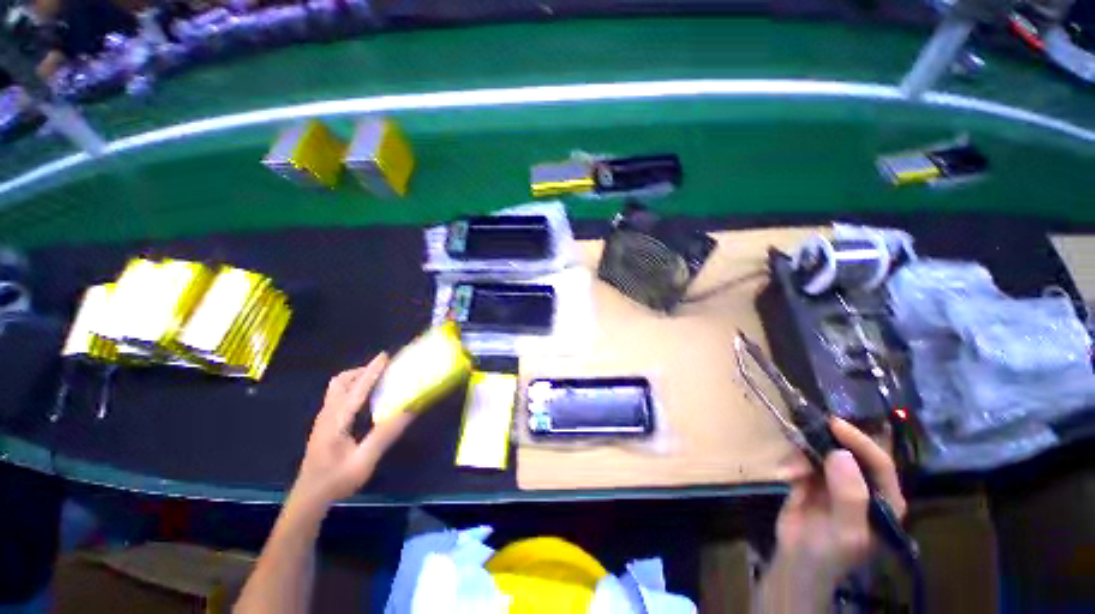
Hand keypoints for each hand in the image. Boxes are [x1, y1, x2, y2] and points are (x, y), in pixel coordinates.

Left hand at [289, 354, 415, 510]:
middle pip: (340, 382)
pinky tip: (366, 401)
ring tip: (377, 382)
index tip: (384, 356)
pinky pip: (338, 397)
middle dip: (361, 371)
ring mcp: (323, 419)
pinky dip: (353, 389)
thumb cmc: (336, 481)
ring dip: (356, 379)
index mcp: (336, 421)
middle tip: (383, 371)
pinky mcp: (324, 425)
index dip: (372, 371)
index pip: (356, 389)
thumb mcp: (364, 460)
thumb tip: (408, 410)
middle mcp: (327, 415)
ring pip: (337, 388)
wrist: (309, 498)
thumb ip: (385, 434)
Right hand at [761, 417, 906, 610]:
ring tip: (790, 472)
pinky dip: (792, 463)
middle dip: (827, 442)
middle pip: (851, 452)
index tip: (834, 425)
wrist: (796, 560)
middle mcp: (863, 485)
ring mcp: (836, 480)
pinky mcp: (812, 478)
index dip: (860, 442)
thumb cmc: (830, 553)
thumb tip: (841, 453)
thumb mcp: (845, 532)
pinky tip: (785, 475)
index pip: (880, 464)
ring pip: (823, 451)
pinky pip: (803, 458)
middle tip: (807, 431)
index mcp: (884, 500)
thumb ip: (849, 496)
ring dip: (804, 456)